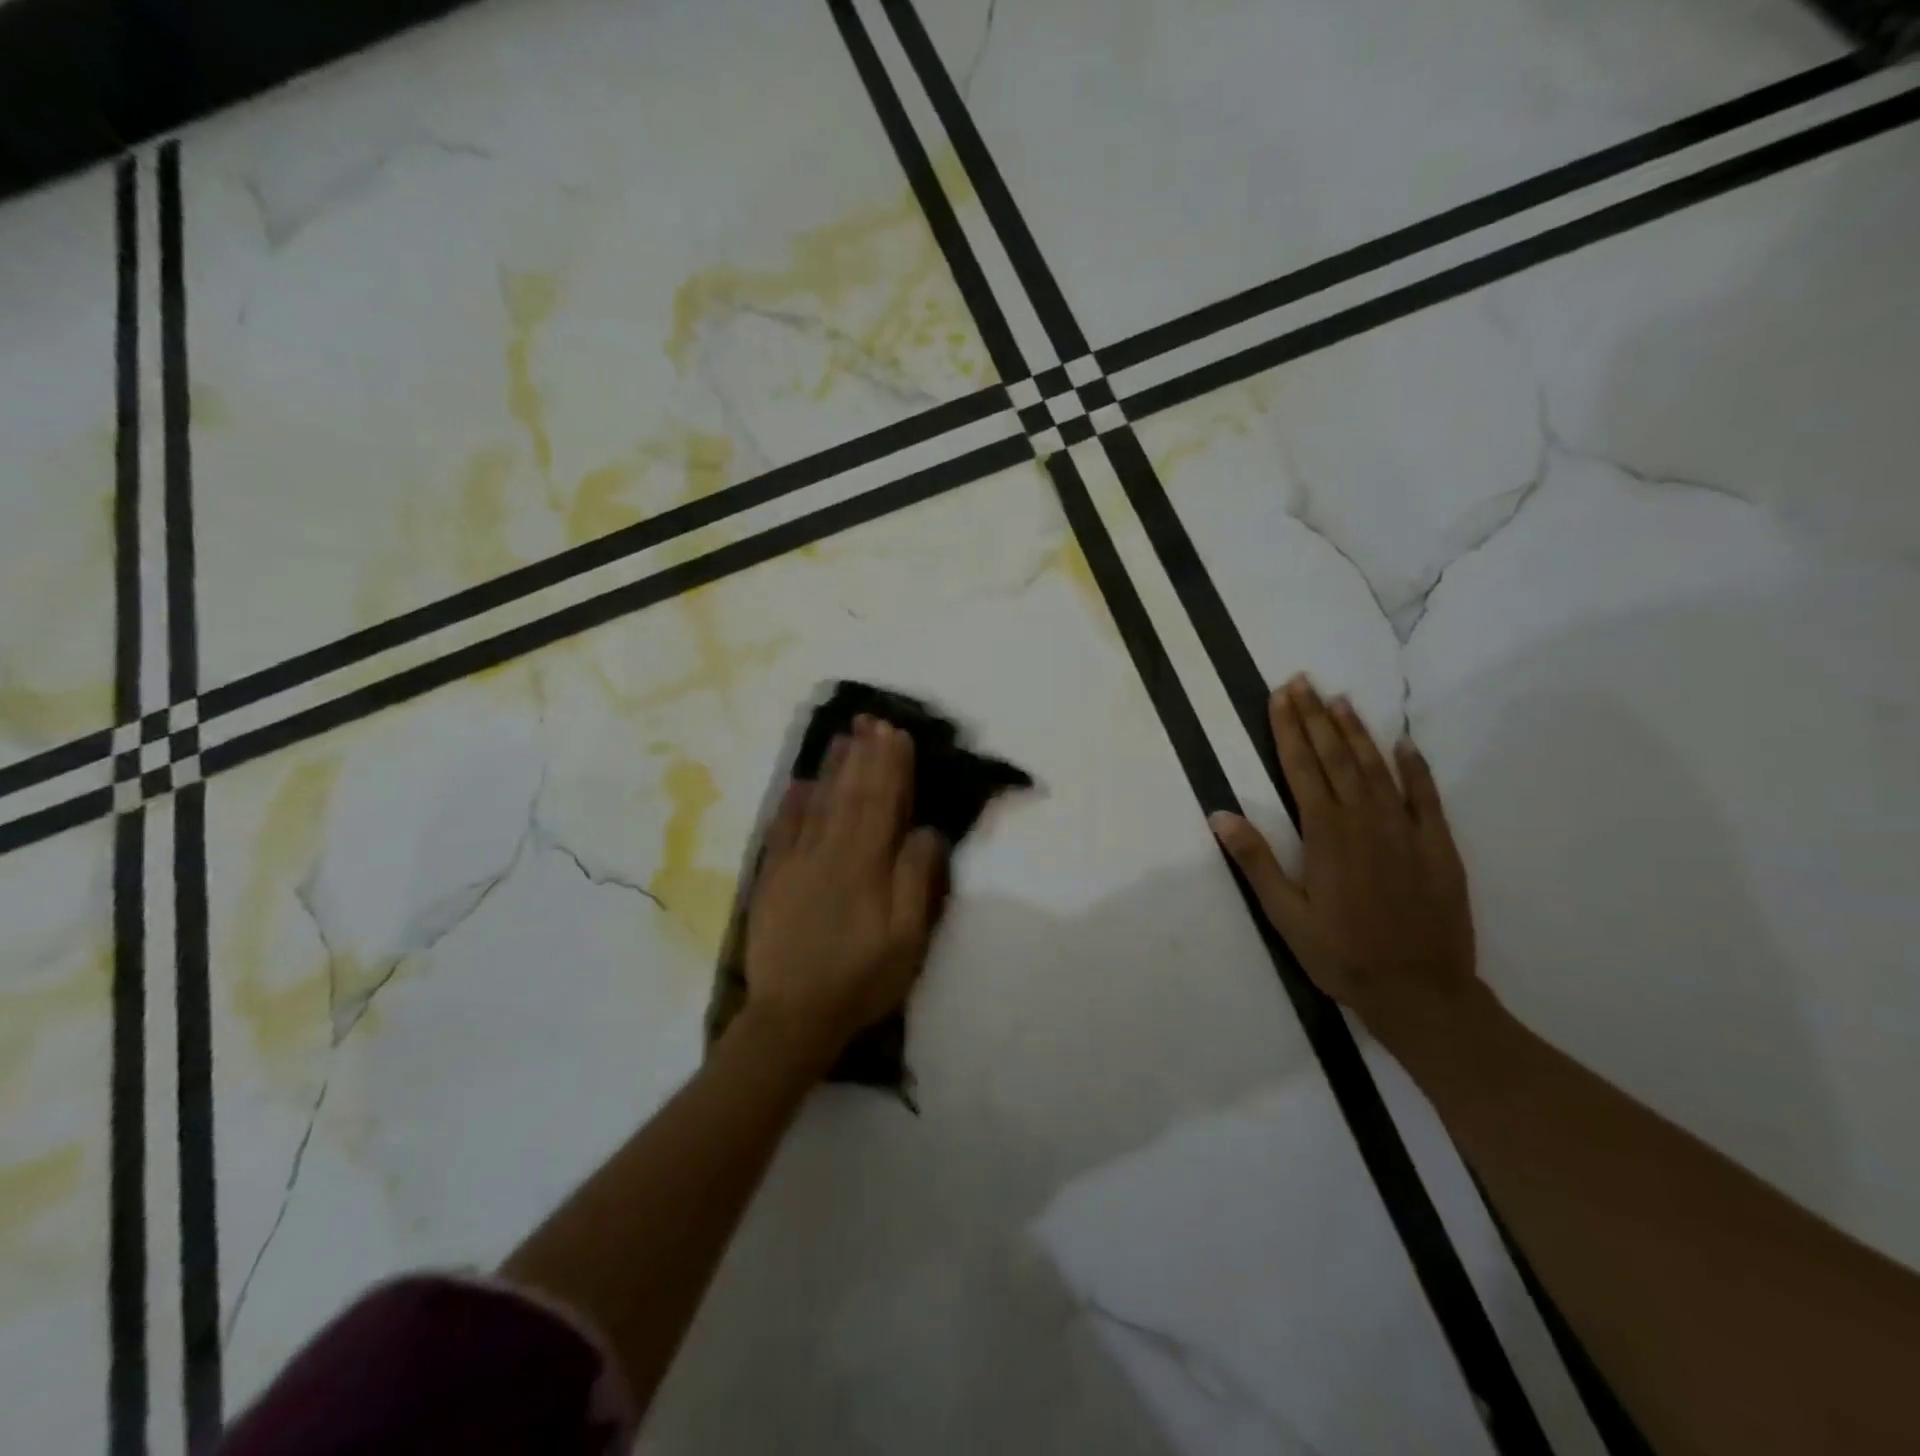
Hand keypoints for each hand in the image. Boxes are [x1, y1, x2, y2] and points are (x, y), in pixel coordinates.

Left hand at [742, 716, 948, 1062]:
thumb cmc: (860, 979)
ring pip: (818, 804)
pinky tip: (801, 783)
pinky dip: (793, 803)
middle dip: (864, 756)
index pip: (881, 803)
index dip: (890, 766)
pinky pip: (783, 830)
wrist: (792, 1016)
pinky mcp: (773, 879)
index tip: (896, 734)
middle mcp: (829, 852)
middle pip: (850, 794)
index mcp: (865, 864)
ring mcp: (796, 863)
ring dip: (833, 768)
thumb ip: (916, 879)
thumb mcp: (906, 939)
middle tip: (872, 721)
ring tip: (843, 737)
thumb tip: (925, 829)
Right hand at [1209, 675, 1480, 1041]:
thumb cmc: (1342, 955)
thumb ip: (1256, 861)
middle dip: (1315, 716)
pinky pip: (1425, 795)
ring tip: (1340, 699)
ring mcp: (1405, 829)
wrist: (1422, 992)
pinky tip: (1404, 744)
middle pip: (1336, 756)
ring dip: (1356, 731)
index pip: (1302, 767)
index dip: (1288, 729)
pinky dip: (1414, 766)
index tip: (1279, 696)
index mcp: (1325, 834)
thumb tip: (1220, 814)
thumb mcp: (1285, 915)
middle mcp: (1365, 820)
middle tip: (1302, 681)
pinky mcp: (1437, 845)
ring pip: (1376, 767)